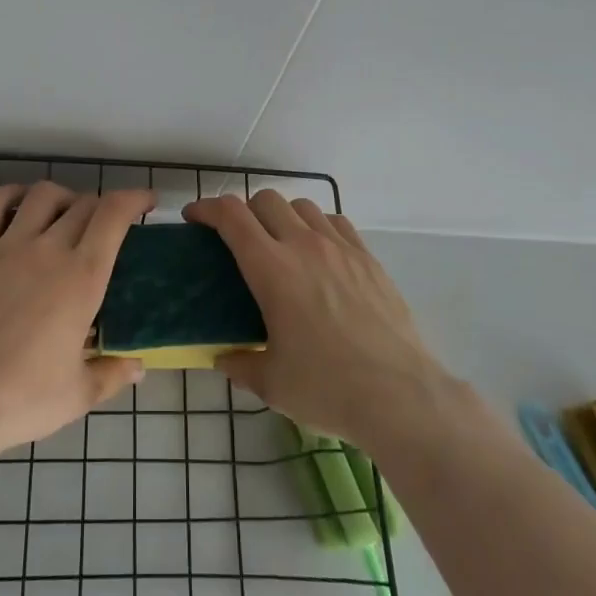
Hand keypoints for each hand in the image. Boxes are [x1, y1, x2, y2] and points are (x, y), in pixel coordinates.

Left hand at [0, 182, 151, 456]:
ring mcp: (6, 247)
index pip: (114, 215)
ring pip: (41, 196)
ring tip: (64, 213)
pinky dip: (11, 194)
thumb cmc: (22, 399)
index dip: (134, 198)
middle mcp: (48, 250)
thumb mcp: (78, 395)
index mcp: (83, 278)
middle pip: (83, 204)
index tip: (147, 202)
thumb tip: (139, 368)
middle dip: (101, 206)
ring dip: (62, 197)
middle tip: (104, 225)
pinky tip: (18, 204)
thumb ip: (112, 375)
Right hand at [184, 191, 453, 447]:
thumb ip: (240, 364)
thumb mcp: (271, 384)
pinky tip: (320, 252)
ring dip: (282, 215)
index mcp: (272, 269)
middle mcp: (304, 246)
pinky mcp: (368, 259)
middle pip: (265, 200)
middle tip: (237, 238)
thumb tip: (223, 358)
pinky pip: (337, 222)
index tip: (194, 218)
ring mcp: (341, 248)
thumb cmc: (327, 388)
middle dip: (243, 210)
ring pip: (302, 206)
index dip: (206, 208)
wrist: (401, 395)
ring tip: (280, 243)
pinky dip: (318, 226)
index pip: (231, 216)